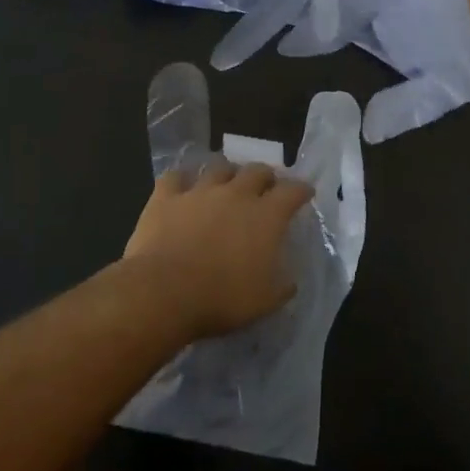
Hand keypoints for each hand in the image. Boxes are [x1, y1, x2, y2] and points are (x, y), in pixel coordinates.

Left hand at [121, 160, 312, 339]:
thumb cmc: (221, 299)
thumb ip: (281, 287)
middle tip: (265, 187)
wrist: (164, 292)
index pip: (293, 191)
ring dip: (227, 173)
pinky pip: (175, 177)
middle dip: (265, 176)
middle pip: (257, 171)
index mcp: (266, 216)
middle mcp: (236, 194)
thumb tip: (289, 281)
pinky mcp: (166, 197)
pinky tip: (182, 187)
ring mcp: (199, 191)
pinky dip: (182, 180)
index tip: (305, 192)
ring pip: (219, 168)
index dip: (301, 190)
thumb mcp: (264, 302)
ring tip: (227, 183)